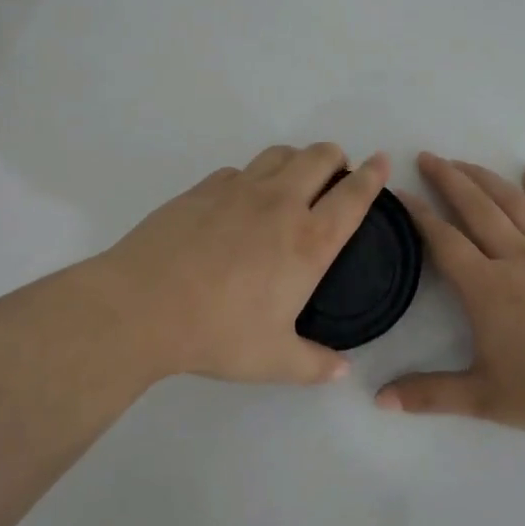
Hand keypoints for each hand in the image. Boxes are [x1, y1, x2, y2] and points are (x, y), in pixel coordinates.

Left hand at [86, 143, 387, 385]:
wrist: (142, 306)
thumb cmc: (218, 333)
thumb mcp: (273, 360)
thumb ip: (314, 364)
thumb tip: (342, 371)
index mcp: (309, 241)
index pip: (354, 195)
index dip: (373, 174)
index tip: (382, 161)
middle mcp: (281, 204)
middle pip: (320, 157)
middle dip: (336, 157)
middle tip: (335, 174)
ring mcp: (239, 190)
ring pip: (280, 154)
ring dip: (296, 159)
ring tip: (293, 180)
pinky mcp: (203, 188)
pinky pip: (239, 170)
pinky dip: (253, 177)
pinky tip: (241, 201)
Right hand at [378, 154, 524, 439]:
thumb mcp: (482, 399)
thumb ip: (428, 395)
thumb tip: (379, 400)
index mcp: (486, 288)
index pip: (444, 240)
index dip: (419, 215)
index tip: (400, 194)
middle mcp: (516, 258)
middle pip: (476, 207)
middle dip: (448, 179)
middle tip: (427, 158)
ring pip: (514, 204)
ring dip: (486, 178)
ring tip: (465, 163)